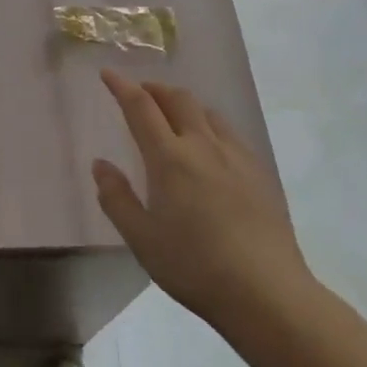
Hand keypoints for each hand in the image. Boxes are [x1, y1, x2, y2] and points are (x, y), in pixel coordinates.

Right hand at [92, 69, 313, 325]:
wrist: (266, 292)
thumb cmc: (194, 266)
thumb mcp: (142, 239)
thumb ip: (117, 198)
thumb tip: (100, 164)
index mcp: (169, 158)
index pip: (141, 107)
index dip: (122, 86)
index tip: (108, 74)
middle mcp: (202, 146)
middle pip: (178, 99)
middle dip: (155, 89)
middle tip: (140, 92)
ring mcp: (235, 157)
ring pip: (207, 112)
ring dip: (184, 104)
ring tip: (173, 115)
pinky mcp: (259, 173)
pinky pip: (229, 133)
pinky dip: (209, 124)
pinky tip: (210, 147)